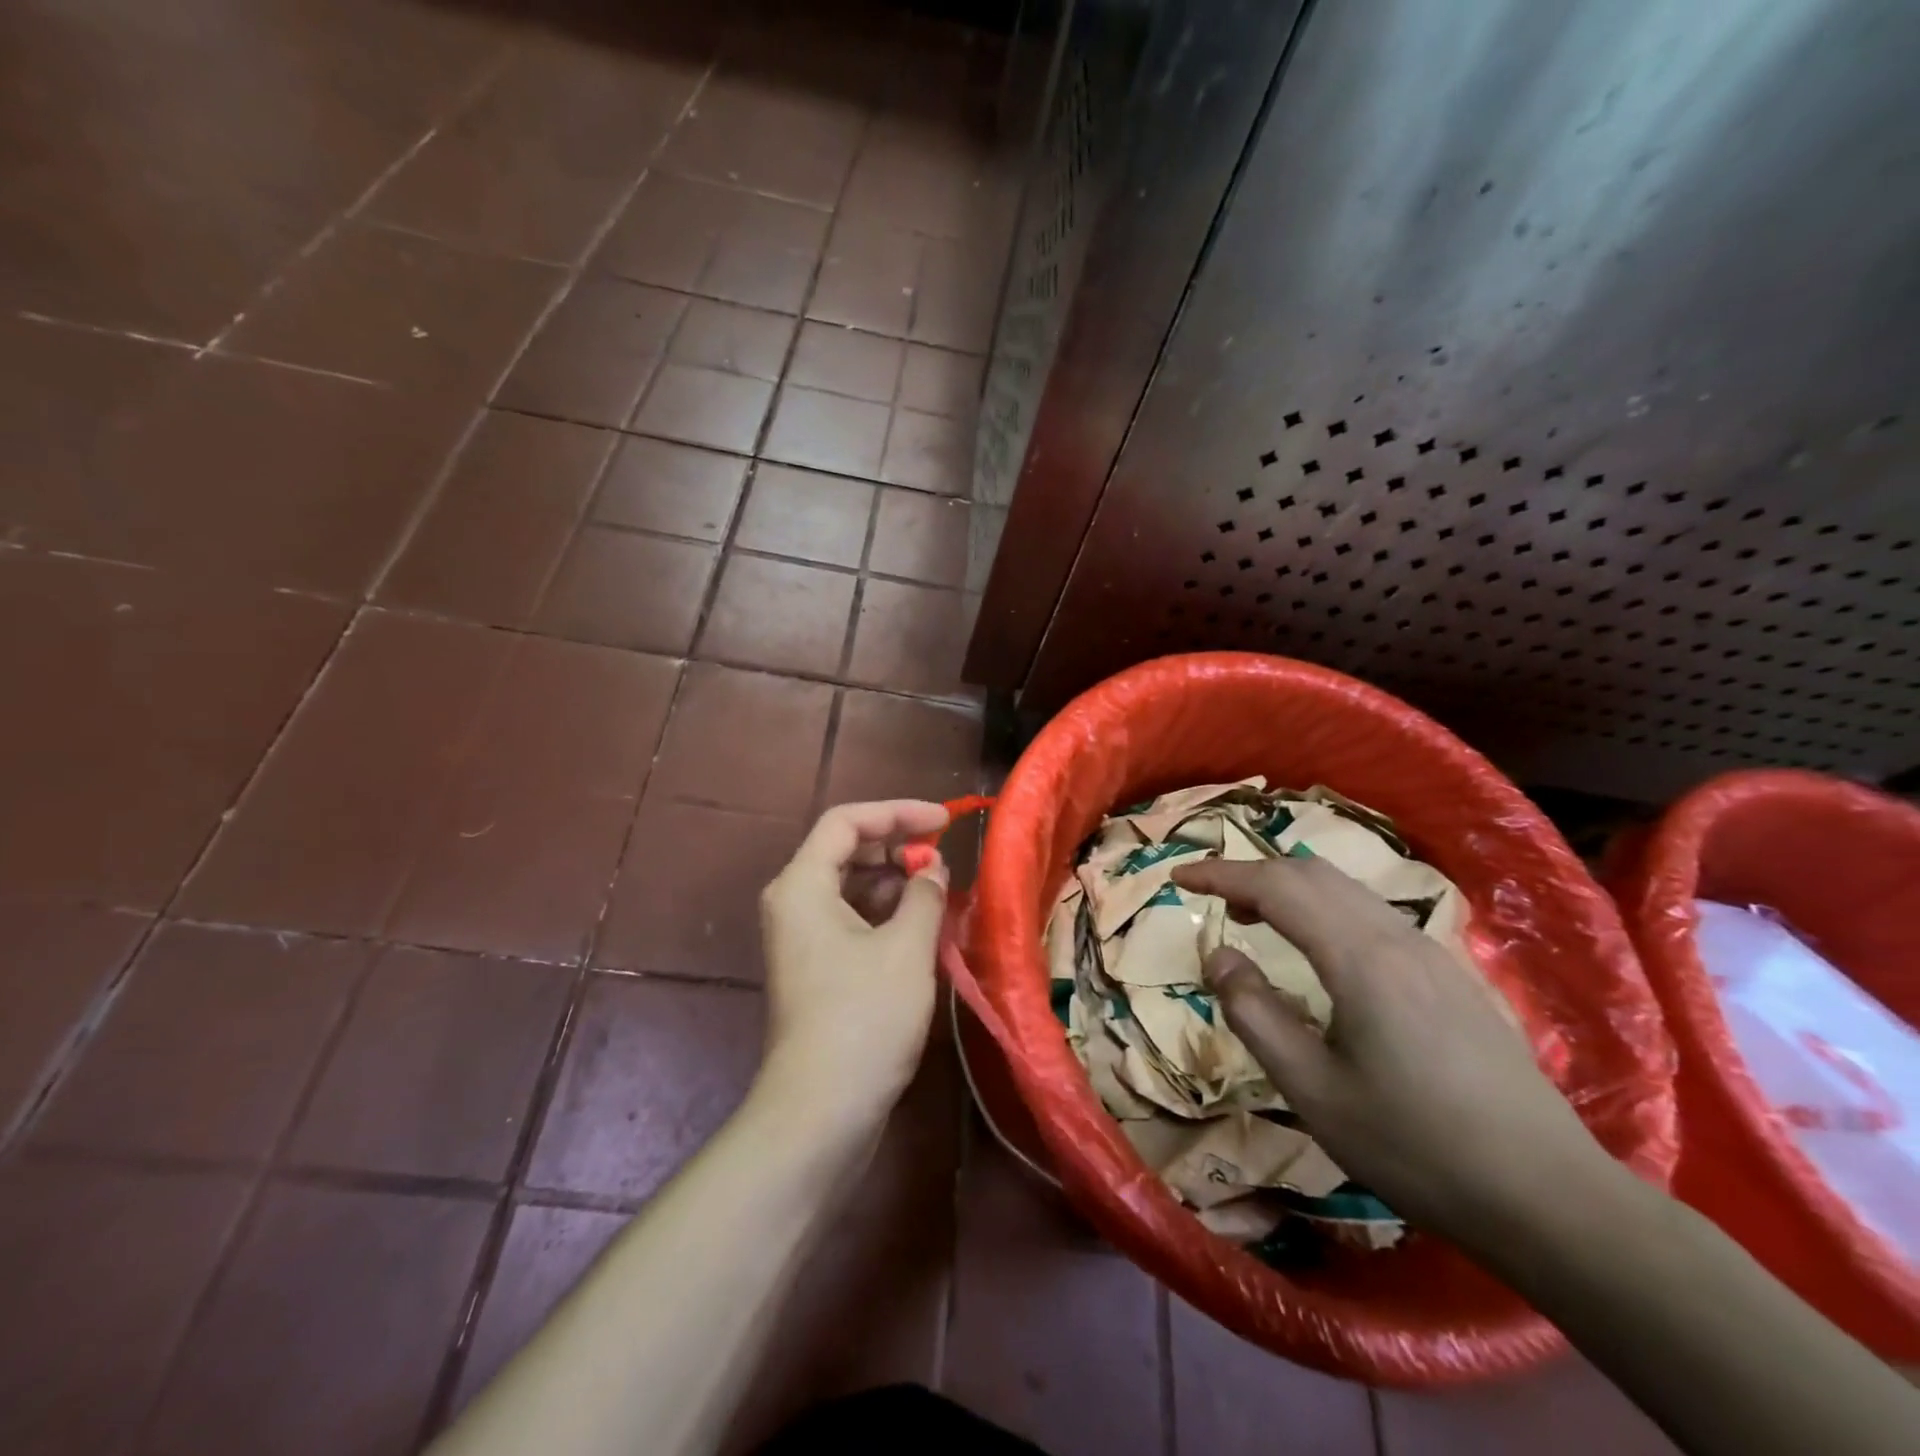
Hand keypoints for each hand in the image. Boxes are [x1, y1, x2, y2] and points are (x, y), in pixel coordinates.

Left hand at [758, 800, 950, 1131]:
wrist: (821, 1110)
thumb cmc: (864, 1017)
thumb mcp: (906, 947)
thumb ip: (924, 894)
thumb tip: (932, 868)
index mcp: (802, 884)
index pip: (847, 821)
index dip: (898, 812)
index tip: (945, 820)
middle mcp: (793, 901)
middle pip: (845, 849)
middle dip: (897, 846)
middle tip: (943, 855)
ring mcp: (801, 936)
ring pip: (850, 885)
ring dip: (894, 880)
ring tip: (939, 890)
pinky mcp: (815, 965)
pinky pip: (850, 917)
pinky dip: (885, 911)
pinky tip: (920, 923)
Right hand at [1170, 856, 1615, 1242]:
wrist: (1550, 1199)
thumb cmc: (1417, 1147)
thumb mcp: (1313, 1089)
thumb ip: (1255, 1014)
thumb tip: (1219, 957)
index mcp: (1361, 958)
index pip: (1276, 887)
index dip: (1221, 875)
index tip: (1178, 879)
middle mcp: (1397, 938)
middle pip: (1313, 875)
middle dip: (1254, 874)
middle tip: (1213, 900)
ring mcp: (1433, 954)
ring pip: (1347, 891)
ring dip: (1291, 890)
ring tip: (1256, 918)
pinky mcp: (1453, 977)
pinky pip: (1374, 915)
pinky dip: (1327, 910)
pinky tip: (1321, 953)